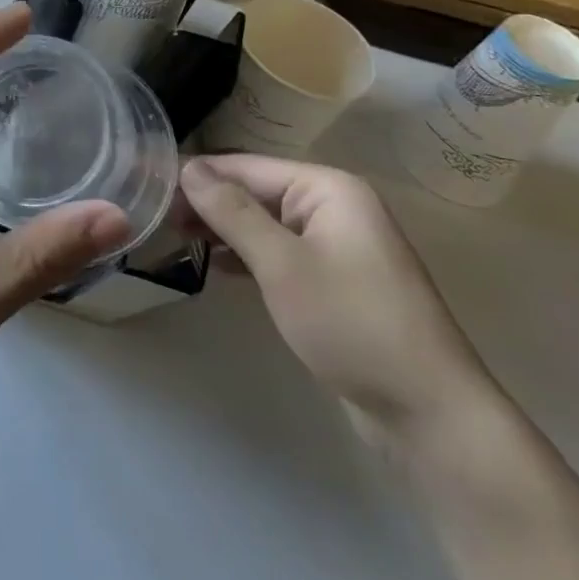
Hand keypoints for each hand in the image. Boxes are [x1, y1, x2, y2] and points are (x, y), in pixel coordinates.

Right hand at [178, 155, 496, 439]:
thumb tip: (188, 167)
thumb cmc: (352, 324)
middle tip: (158, 218)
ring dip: (224, 229)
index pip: (246, 166)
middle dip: (208, 203)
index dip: (198, 175)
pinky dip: (248, 254)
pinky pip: (281, 250)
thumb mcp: (282, 264)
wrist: (429, 414)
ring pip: (265, 222)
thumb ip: (231, 212)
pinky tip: (217, 265)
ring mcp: (337, 243)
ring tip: (176, 238)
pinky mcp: (336, 278)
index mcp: (327, 187)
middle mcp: (333, 205)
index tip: (149, 186)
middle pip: (255, 191)